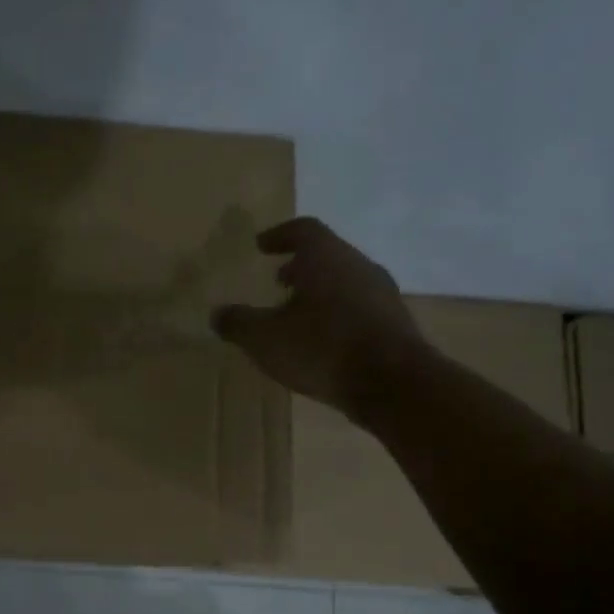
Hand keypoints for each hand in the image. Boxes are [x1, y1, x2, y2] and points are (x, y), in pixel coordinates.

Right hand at [211, 217, 425, 421]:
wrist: (393, 384)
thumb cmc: (322, 348)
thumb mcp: (265, 339)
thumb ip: (238, 323)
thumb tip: (218, 314)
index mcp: (326, 257)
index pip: (303, 230)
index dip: (280, 235)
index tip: (262, 246)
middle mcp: (358, 265)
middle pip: (327, 255)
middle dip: (300, 265)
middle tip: (278, 280)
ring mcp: (382, 293)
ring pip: (345, 281)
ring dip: (320, 291)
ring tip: (297, 314)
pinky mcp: (395, 323)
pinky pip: (360, 307)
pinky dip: (338, 314)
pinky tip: (324, 341)